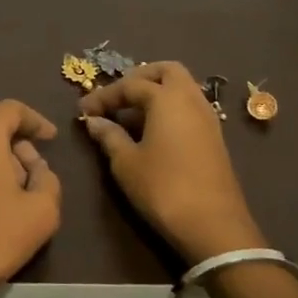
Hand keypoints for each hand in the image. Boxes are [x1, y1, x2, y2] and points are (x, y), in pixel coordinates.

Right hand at [78, 61, 265, 264]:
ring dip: (156, 92)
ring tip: (131, 114)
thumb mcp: (126, 163)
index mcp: (166, 98)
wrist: (214, 226)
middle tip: (117, 97)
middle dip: (139, 78)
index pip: (129, 85)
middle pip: (166, 71)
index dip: (103, 96)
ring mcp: (207, 117)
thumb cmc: (163, 188)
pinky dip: (170, 108)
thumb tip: (95, 121)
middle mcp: (190, 99)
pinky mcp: (214, 137)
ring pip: (182, 88)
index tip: (83, 111)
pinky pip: (189, 107)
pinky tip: (152, 130)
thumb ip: (109, 136)